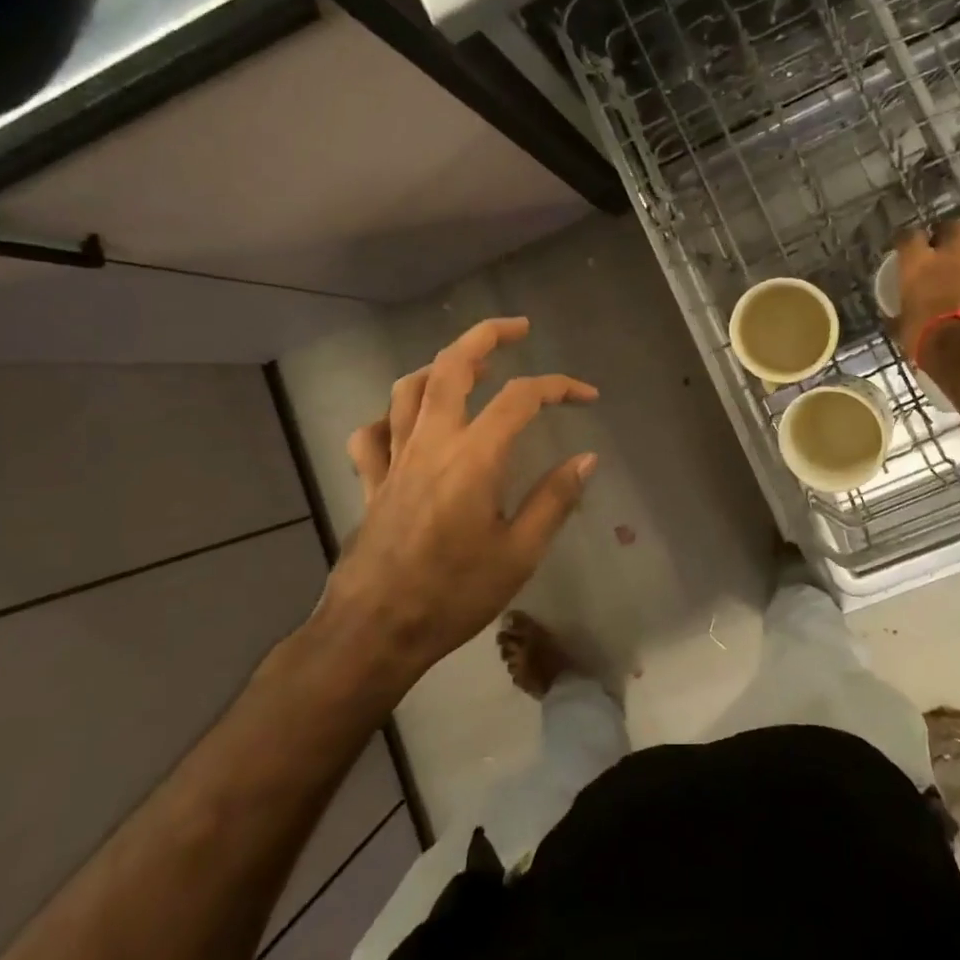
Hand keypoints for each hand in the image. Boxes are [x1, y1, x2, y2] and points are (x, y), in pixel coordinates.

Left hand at [332, 317, 598, 682]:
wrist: (374, 631)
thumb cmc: (453, 595)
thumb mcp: (519, 554)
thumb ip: (555, 499)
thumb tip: (587, 459)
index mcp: (474, 456)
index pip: (521, 398)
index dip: (558, 386)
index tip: (586, 396)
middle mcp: (432, 442)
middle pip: (452, 366)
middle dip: (486, 336)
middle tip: (517, 328)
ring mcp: (395, 457)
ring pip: (408, 389)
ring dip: (439, 366)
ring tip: (468, 367)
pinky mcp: (372, 480)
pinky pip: (372, 433)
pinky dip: (390, 418)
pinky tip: (407, 425)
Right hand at [892, 218, 959, 361]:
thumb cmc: (926, 337)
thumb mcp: (902, 327)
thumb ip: (899, 314)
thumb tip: (892, 317)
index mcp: (918, 263)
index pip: (908, 235)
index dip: (905, 238)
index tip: (903, 245)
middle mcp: (949, 256)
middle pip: (952, 226)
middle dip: (947, 232)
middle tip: (941, 244)